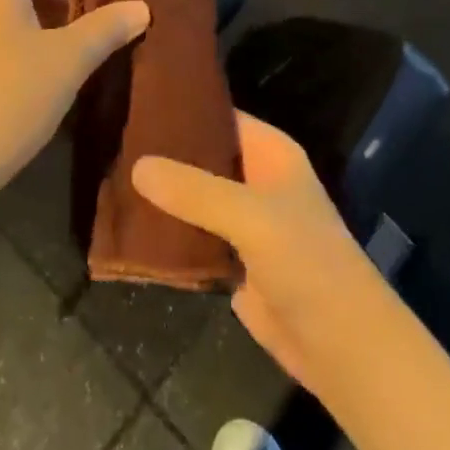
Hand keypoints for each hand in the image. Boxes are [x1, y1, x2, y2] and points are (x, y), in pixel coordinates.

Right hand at [133, 113, 373, 391]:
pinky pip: (193, 236)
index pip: (221, 116)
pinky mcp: (232, 261)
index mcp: (270, 153)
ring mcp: (243, 222)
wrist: (340, 346)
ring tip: (109, 176)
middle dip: (164, 153)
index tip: (135, 103)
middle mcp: (256, 179)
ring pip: (194, 198)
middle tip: (111, 139)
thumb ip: (196, 191)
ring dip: (161, 195)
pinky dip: (167, 232)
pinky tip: (127, 225)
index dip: (183, 109)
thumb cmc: (307, 263)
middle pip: (204, 157)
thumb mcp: (252, 216)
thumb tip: (137, 165)